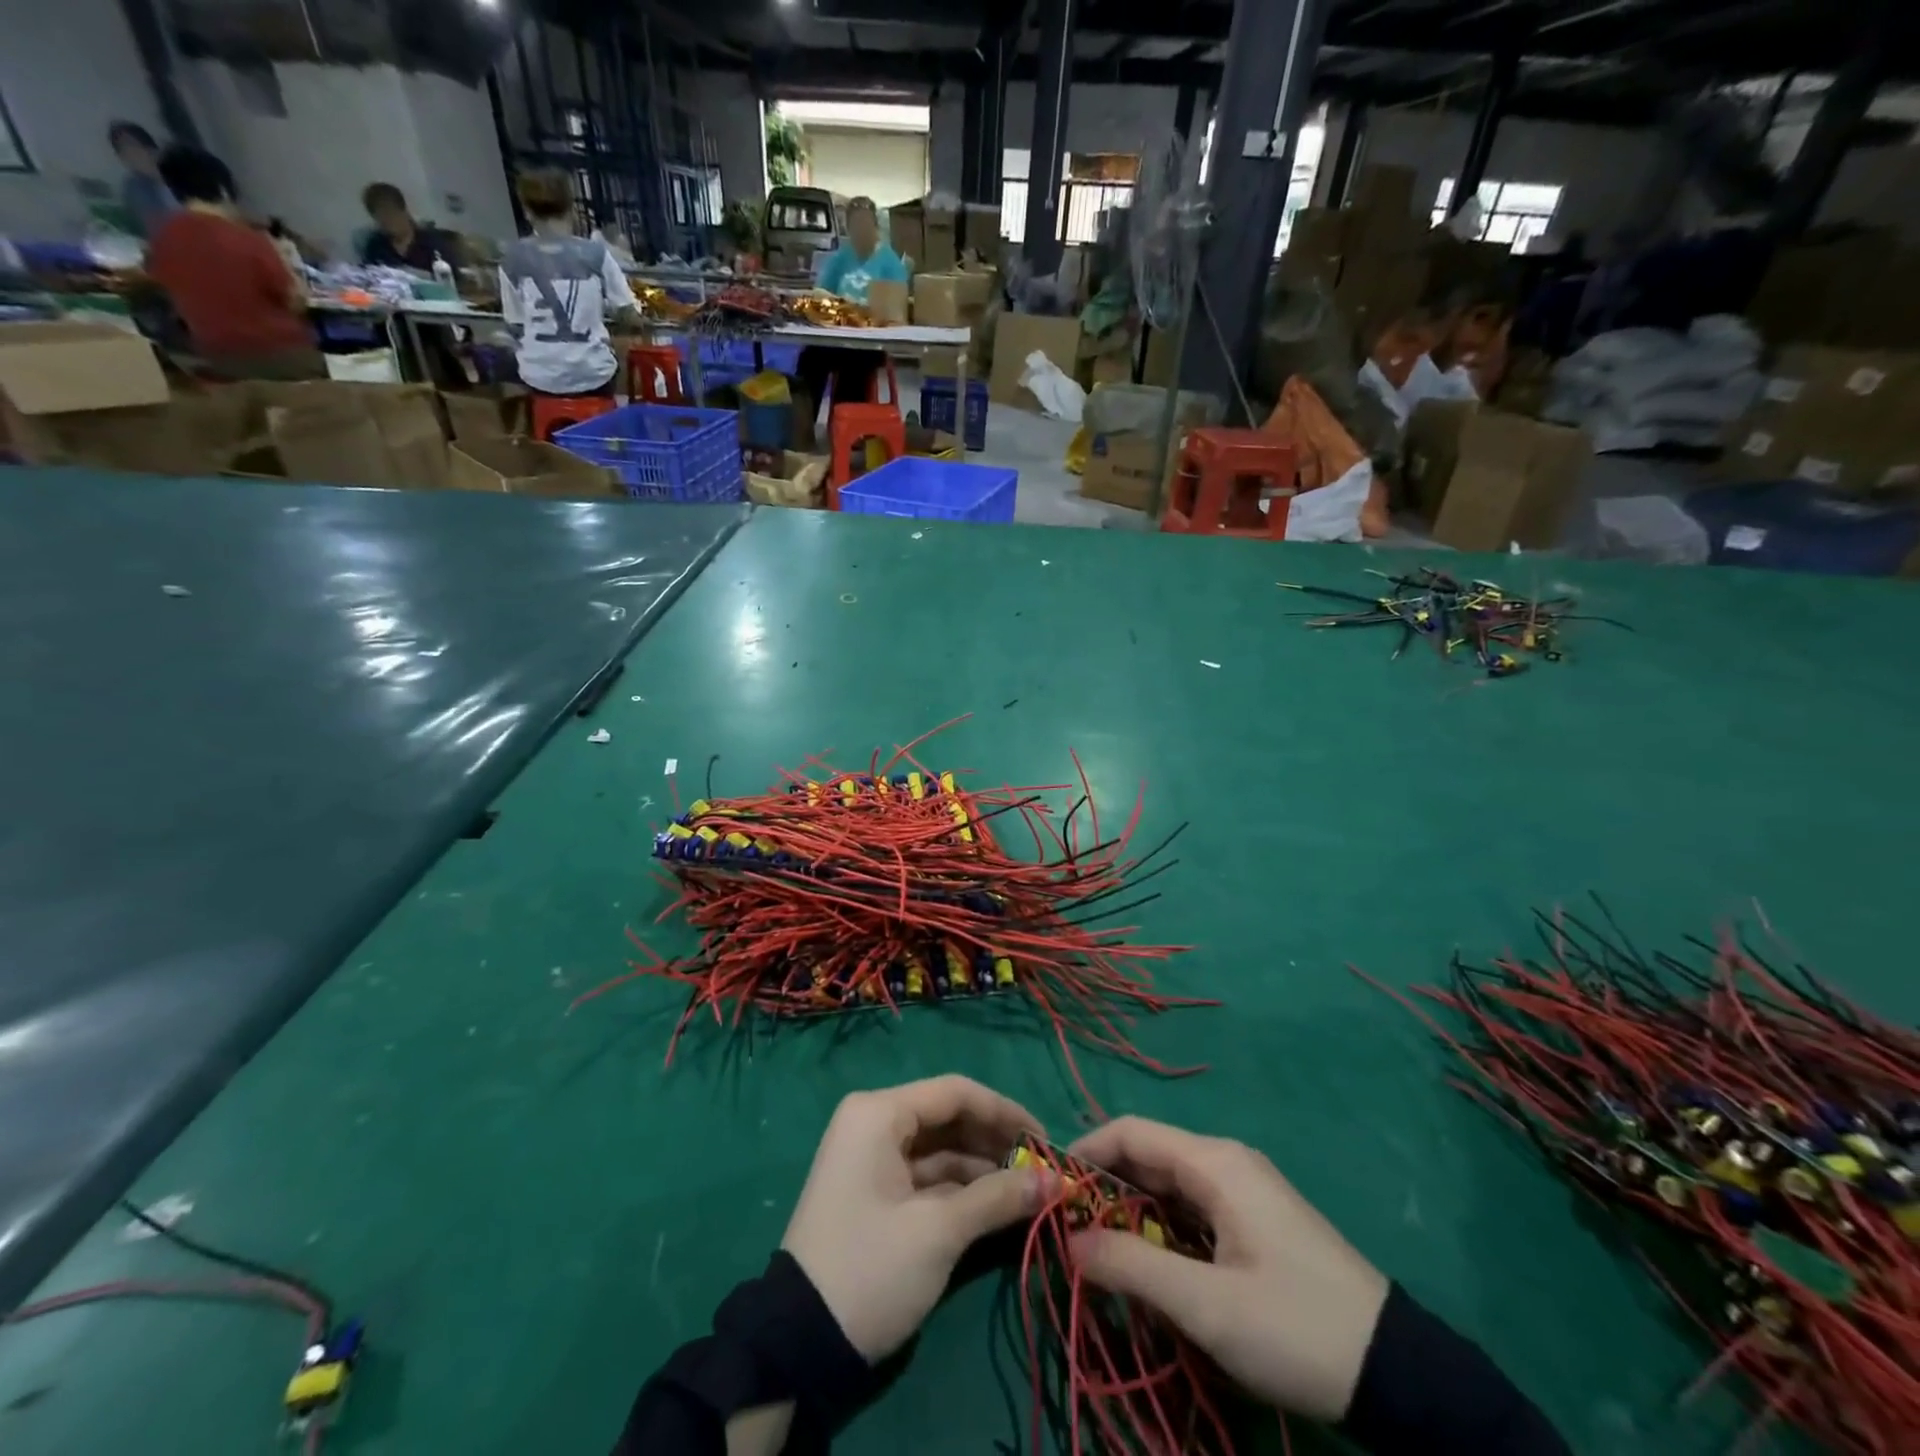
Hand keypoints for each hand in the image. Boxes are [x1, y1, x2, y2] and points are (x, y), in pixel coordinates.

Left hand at [782, 1076, 1050, 1360]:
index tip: (1045, 1140)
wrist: (797, 1345)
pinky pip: (927, 1176)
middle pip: (949, 1118)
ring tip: (1029, 1191)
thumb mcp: (938, 1232)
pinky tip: (998, 1207)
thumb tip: (1056, 1181)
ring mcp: (873, 1158)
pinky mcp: (876, 1192)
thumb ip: (998, 1198)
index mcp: (880, 1113)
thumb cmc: (870, 1268)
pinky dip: (961, 1189)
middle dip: (996, 1143)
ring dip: (983, 1169)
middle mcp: (875, 1122)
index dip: (1005, 1112)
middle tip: (1041, 1170)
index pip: (955, 1093)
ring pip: (941, 1149)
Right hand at [1067, 1118, 1389, 1423]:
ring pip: (1168, 1186)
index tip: (1051, 1189)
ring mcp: (1243, 1191)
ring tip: (1099, 1254)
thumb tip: (1068, 1242)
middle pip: (1148, 1157)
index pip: (1131, 1133)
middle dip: (1104, 1190)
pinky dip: (1161, 1229)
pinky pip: (1191, 1209)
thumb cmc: (1296, 1326)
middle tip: (1068, 1232)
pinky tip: (1149, 1266)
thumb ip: (1132, 1268)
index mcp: (1214, 1162)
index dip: (1086, 1153)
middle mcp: (1225, 1162)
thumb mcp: (1208, 1306)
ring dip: (1131, 1214)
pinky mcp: (1254, 1220)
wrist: (1399, 1374)